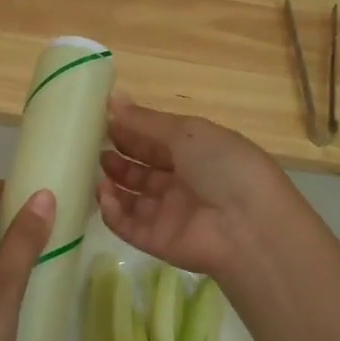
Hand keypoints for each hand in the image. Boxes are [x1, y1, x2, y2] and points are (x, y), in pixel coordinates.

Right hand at [95, 92, 295, 280]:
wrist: (248, 225)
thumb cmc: (223, 166)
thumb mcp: (187, 132)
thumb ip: (146, 121)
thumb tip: (112, 98)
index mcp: (196, 154)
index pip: (155, 142)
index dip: (129, 132)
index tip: (100, 120)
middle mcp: (182, 184)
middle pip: (141, 170)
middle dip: (117, 158)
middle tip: (91, 147)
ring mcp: (169, 214)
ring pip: (131, 199)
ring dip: (111, 183)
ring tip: (96, 169)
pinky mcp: (157, 241)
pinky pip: (127, 226)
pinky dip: (112, 211)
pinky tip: (104, 194)